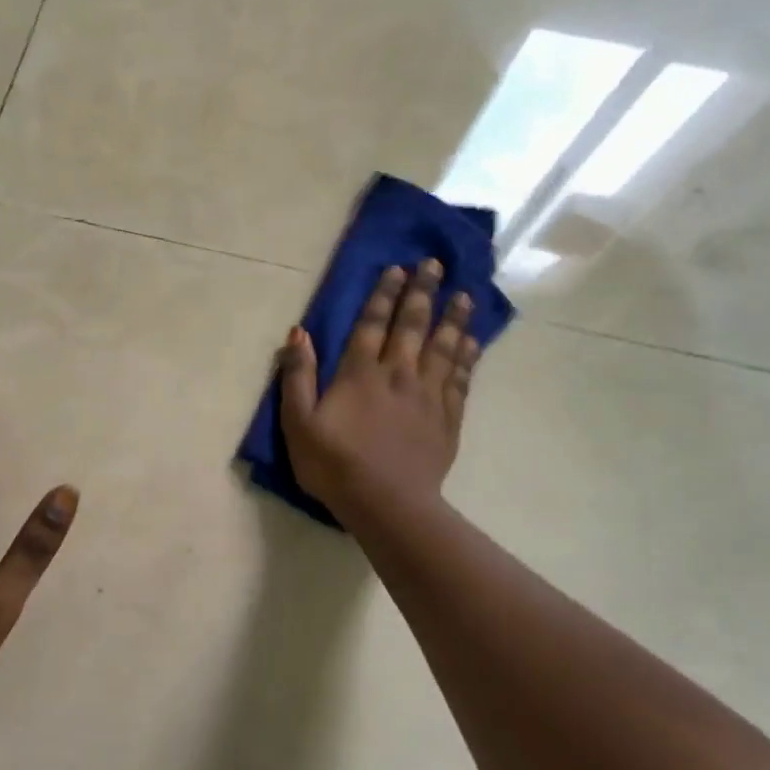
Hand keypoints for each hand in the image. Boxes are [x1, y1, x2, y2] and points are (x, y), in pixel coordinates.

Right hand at [277, 260, 482, 518]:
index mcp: (360, 373)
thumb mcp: (298, 422)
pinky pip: (461, 379)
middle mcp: (398, 374)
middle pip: (413, 326)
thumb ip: (297, 376)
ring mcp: (427, 395)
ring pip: (444, 347)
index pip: (373, 323)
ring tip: (464, 295)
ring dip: (453, 318)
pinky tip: (472, 342)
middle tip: (435, 265)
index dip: (384, 294)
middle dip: (423, 293)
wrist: (386, 504)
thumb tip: (298, 333)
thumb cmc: (334, 464)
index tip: (397, 268)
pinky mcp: (447, 418)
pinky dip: (468, 357)